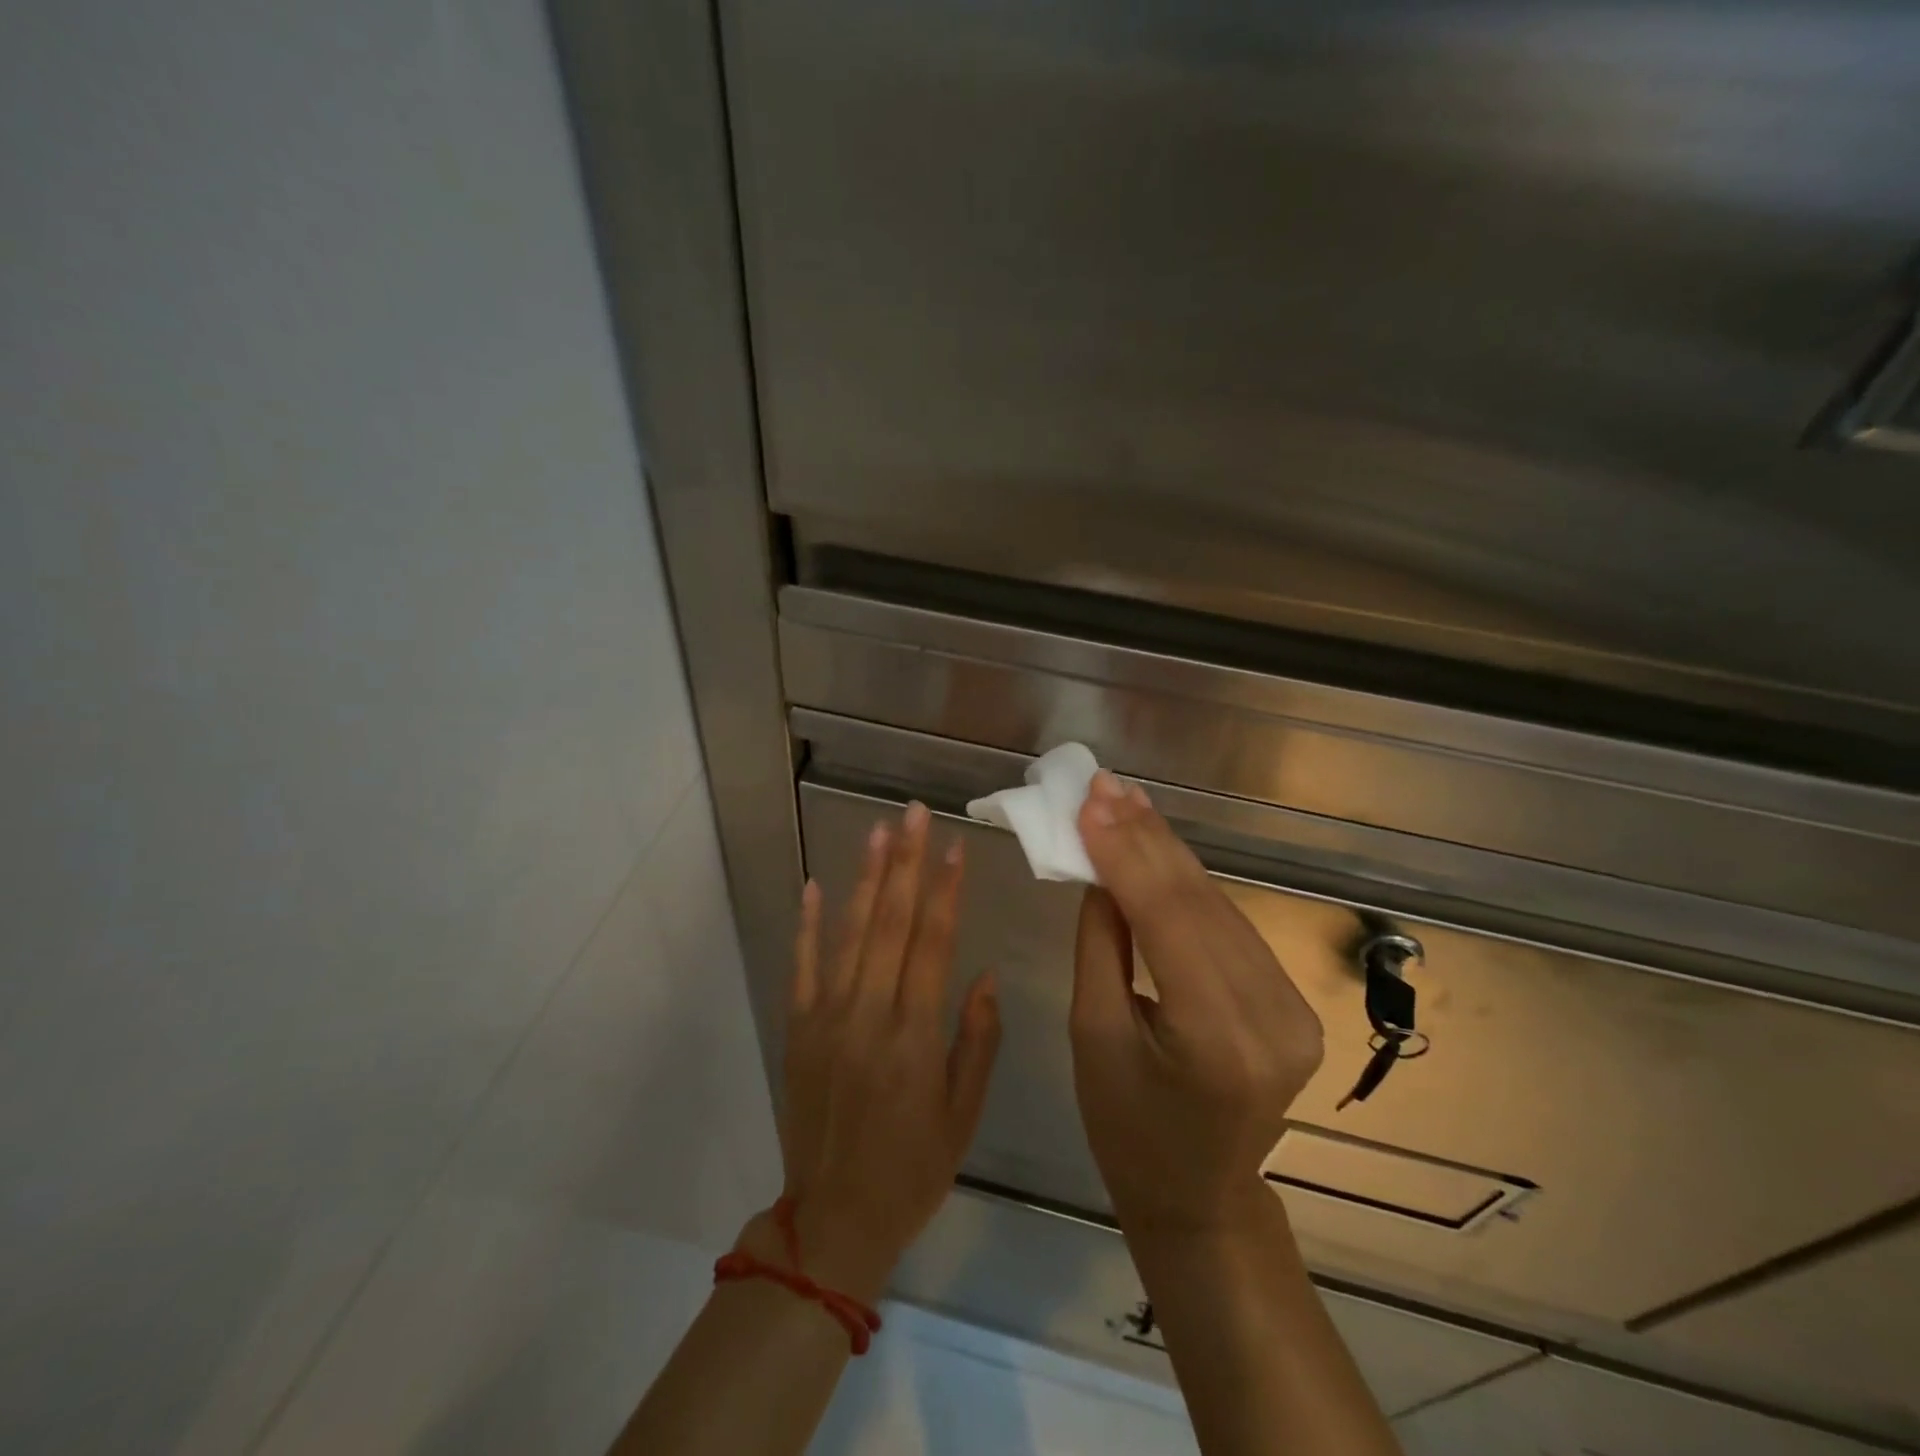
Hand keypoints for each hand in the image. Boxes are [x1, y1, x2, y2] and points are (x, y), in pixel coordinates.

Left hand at [760, 802, 1001, 1301]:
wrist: (833, 1219)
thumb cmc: (912, 1170)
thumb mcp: (962, 1115)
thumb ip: (976, 1041)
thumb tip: (983, 975)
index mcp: (914, 1037)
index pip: (933, 945)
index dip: (947, 891)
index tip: (956, 846)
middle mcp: (868, 1016)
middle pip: (891, 924)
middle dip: (907, 864)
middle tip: (914, 814)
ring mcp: (826, 1019)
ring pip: (849, 934)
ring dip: (866, 879)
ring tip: (879, 832)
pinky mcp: (797, 1029)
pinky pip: (802, 966)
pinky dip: (807, 924)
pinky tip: (814, 884)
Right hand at [1070, 772, 1323, 1233]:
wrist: (1199, 1196)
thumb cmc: (1126, 1128)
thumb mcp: (1093, 1035)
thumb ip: (1100, 944)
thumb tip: (1099, 869)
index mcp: (1215, 1039)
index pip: (1168, 919)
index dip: (1126, 852)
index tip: (1090, 800)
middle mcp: (1270, 1016)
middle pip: (1199, 902)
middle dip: (1145, 836)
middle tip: (1104, 784)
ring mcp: (1292, 1008)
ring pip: (1218, 905)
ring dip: (1167, 850)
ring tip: (1124, 801)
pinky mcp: (1293, 1000)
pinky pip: (1230, 926)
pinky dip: (1189, 884)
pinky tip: (1158, 846)